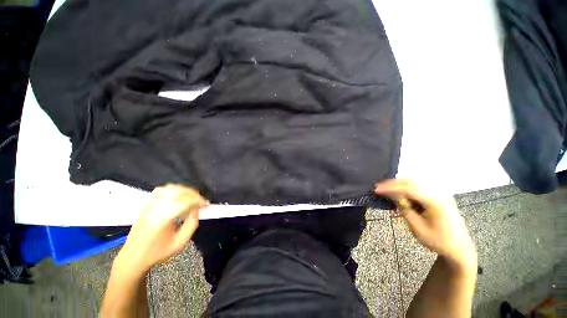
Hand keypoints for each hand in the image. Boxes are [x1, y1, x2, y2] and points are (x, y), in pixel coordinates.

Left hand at [114, 184, 208, 275]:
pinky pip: (162, 190)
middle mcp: (155, 209)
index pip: (185, 201)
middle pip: (178, 192)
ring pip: (170, 188)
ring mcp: (149, 205)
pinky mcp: (146, 205)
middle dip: (193, 194)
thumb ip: (192, 224)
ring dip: (184, 190)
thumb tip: (197, 209)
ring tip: (191, 197)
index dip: (199, 200)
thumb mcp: (180, 242)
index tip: (206, 204)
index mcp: (163, 219)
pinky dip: (173, 190)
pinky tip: (178, 196)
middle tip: (200, 201)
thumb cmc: (158, 252)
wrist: (133, 258)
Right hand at [375, 179, 475, 270]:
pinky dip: (407, 187)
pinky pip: (419, 185)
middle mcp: (439, 193)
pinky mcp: (439, 194)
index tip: (376, 190)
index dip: (391, 188)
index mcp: (436, 202)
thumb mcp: (417, 228)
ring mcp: (440, 192)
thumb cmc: (438, 241)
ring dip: (399, 184)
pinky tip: (400, 193)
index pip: (408, 189)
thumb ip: (405, 209)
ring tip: (387, 190)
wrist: (459, 247)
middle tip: (379, 188)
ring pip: (415, 181)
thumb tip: (393, 195)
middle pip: (411, 181)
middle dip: (393, 183)